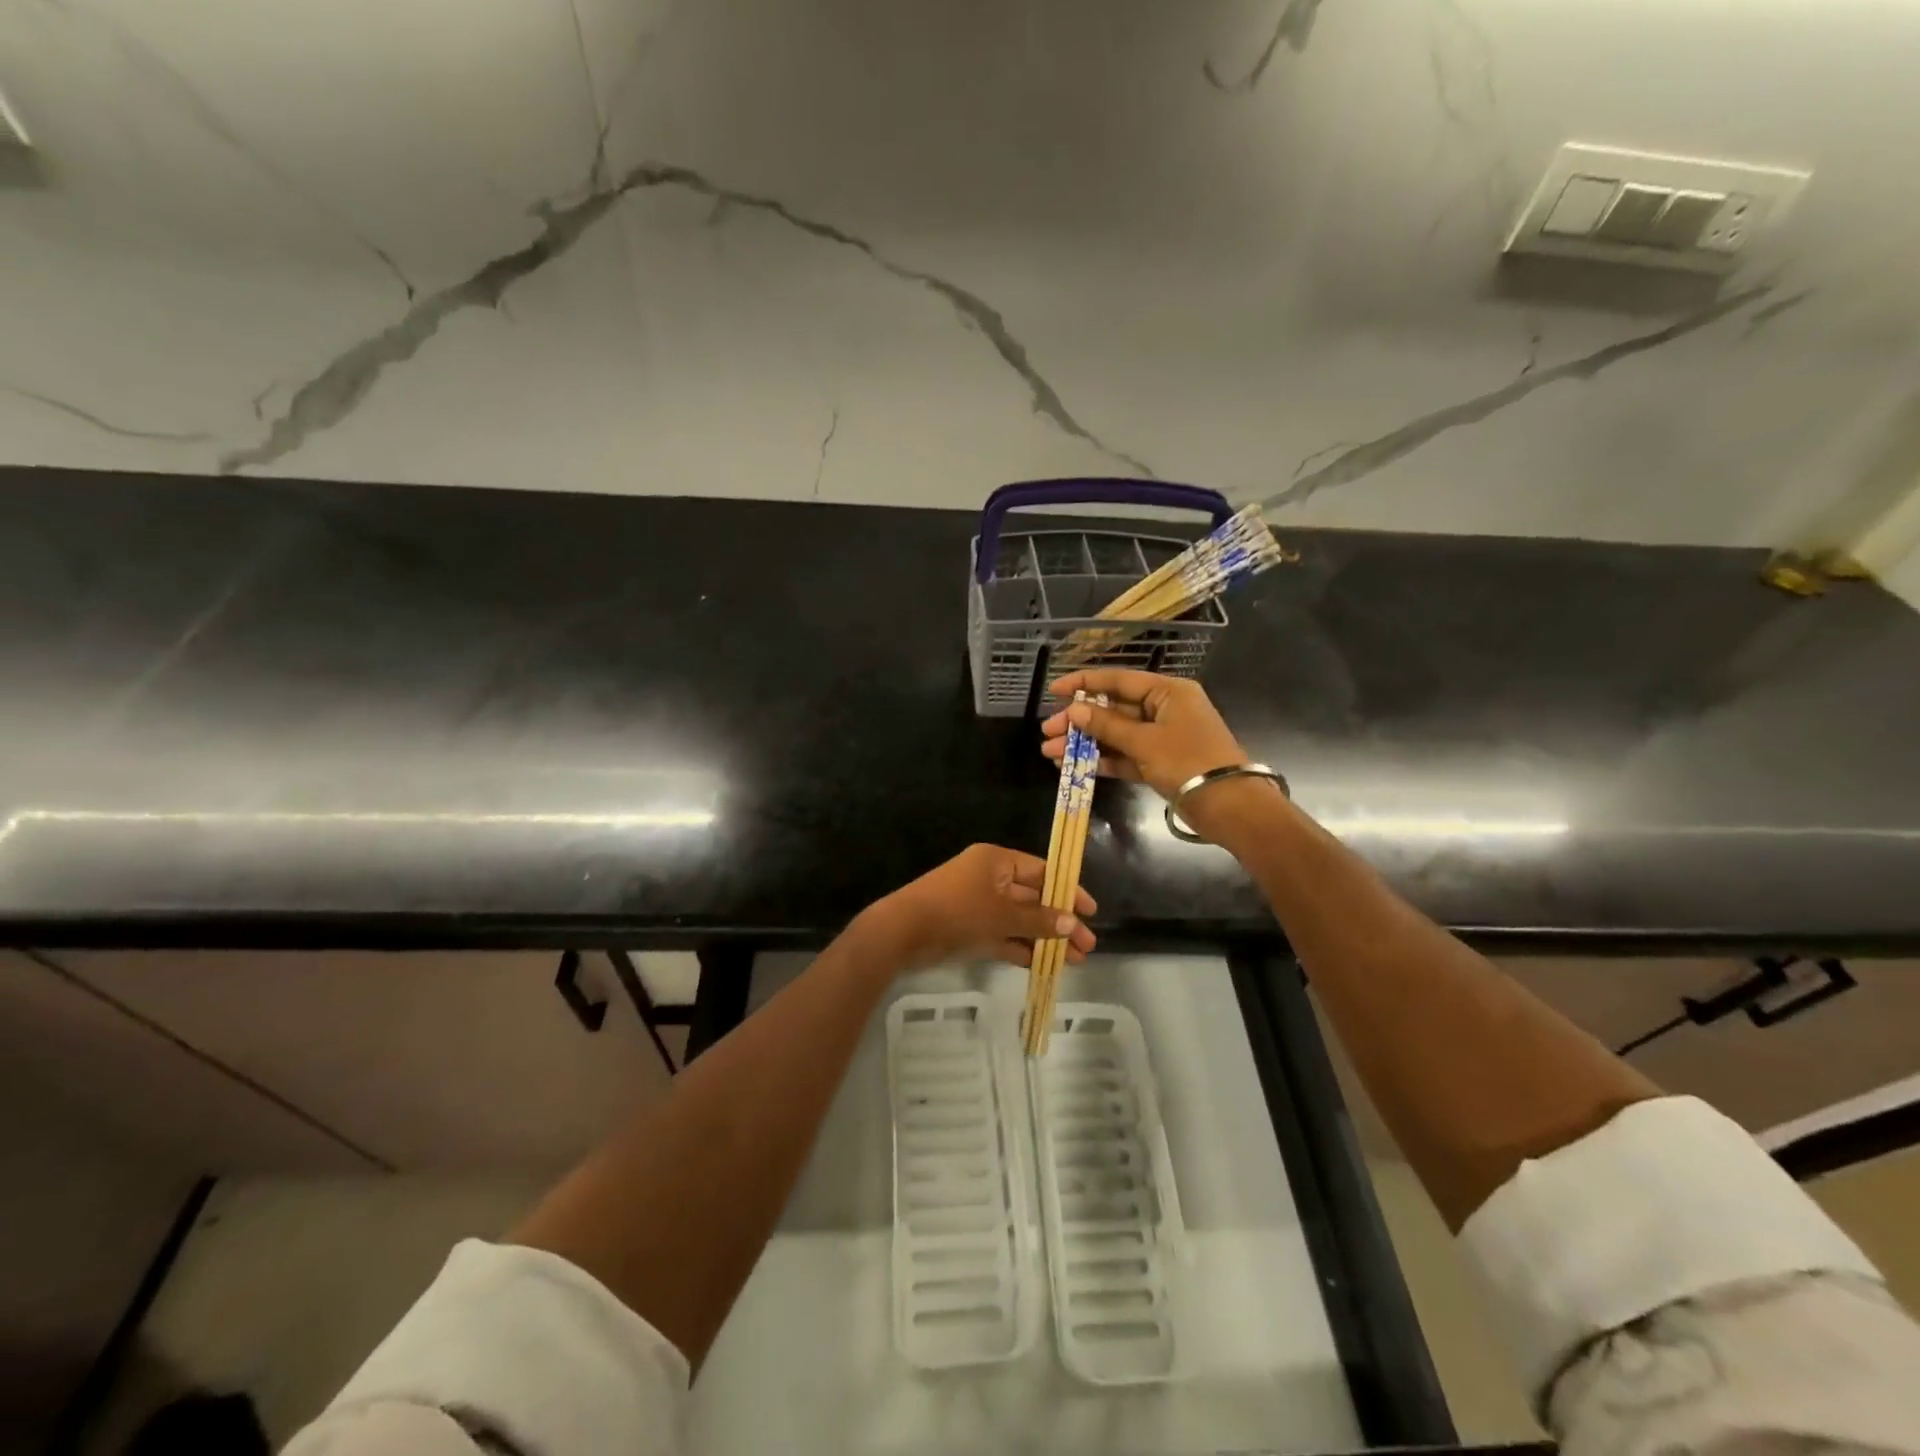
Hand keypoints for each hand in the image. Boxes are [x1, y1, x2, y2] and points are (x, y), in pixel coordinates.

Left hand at [861, 843, 1096, 972]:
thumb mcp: (1002, 915)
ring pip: (1020, 920)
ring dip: (1045, 939)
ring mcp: (980, 905)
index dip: (1067, 890)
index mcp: (997, 861)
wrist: (903, 932)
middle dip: (1060, 922)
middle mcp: (990, 879)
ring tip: (1074, 962)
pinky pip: (1004, 936)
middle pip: (1034, 898)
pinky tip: (1045, 965)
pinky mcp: (970, 929)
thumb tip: (1071, 923)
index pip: (1042, 871)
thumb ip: (1038, 920)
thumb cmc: (957, 911)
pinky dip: (1022, 948)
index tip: (1090, 911)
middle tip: (1088, 946)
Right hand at [1040, 669, 1248, 800]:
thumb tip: (1074, 710)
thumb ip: (1107, 725)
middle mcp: (1164, 709)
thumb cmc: (1189, 762)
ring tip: (1051, 753)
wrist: (1229, 806)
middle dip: (1079, 720)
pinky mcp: (1159, 763)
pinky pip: (1124, 755)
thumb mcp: (1145, 741)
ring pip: (1115, 734)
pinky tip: (1073, 766)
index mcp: (1167, 692)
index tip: (1054, 690)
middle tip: (1048, 731)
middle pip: (1113, 708)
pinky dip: (1101, 760)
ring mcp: (1161, 737)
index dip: (1083, 683)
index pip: (1118, 680)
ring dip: (1085, 743)